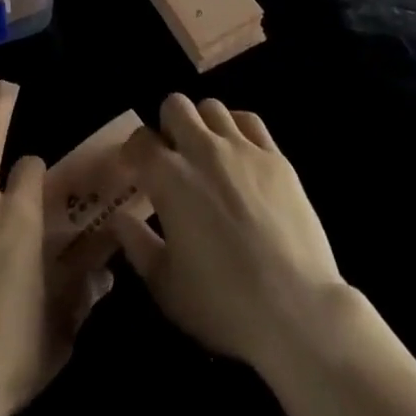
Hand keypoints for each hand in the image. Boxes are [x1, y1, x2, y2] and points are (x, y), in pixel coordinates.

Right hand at [111, 93, 348, 372]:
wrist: (296, 310)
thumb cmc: (223, 304)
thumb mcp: (166, 286)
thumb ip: (137, 245)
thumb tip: (119, 218)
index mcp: (169, 177)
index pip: (140, 141)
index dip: (133, 151)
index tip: (135, 168)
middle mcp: (202, 150)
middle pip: (175, 106)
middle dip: (167, 124)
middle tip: (172, 155)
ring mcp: (242, 148)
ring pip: (212, 107)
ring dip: (202, 123)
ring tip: (206, 151)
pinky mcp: (275, 157)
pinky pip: (249, 120)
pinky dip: (237, 127)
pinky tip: (239, 150)